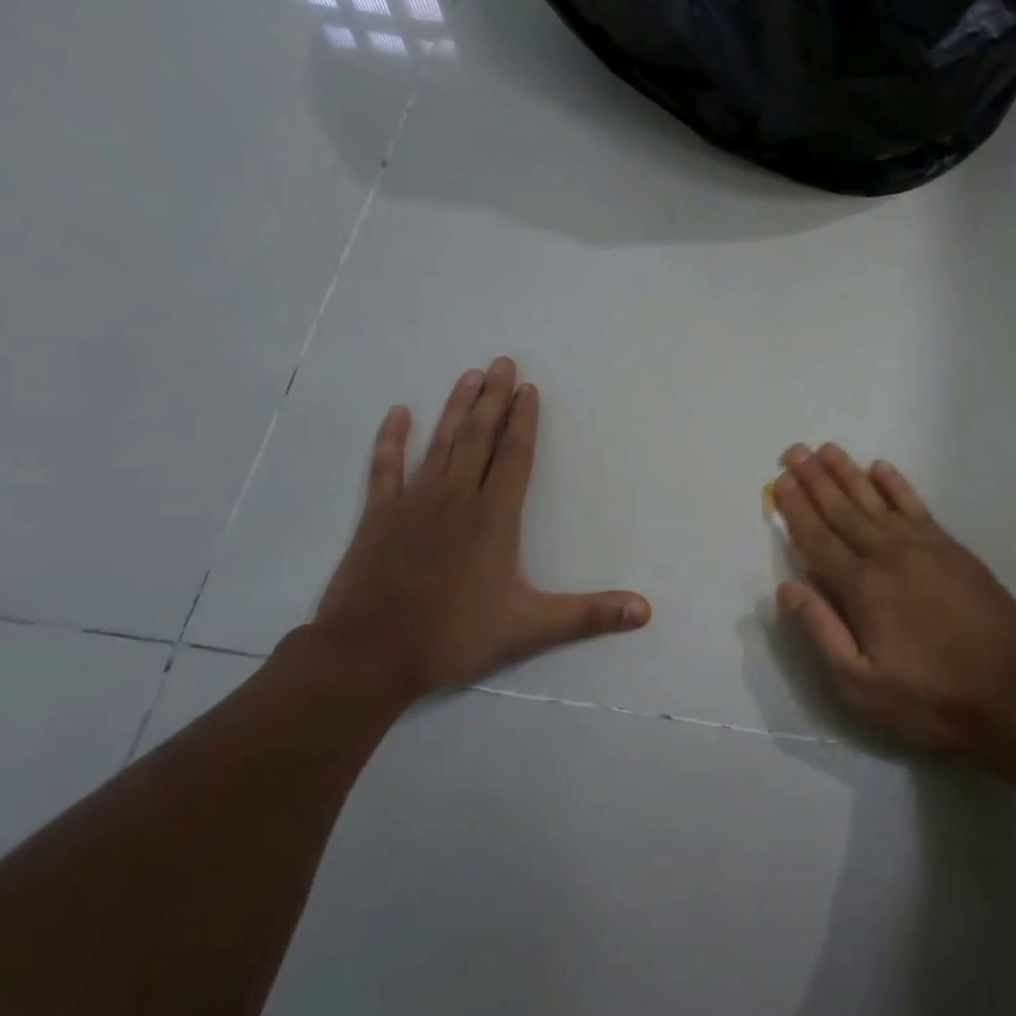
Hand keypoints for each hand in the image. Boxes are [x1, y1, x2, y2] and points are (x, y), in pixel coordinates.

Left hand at [314, 357, 650, 700]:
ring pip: (440, 443)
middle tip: (502, 361)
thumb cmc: (454, 635)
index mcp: (494, 517)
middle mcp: (456, 497)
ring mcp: (413, 502)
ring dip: (456, 408)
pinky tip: (399, 413)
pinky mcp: (378, 515)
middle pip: (479, 437)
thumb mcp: (531, 628)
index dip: (524, 420)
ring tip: (470, 376)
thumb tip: (646, 611)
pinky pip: (385, 466)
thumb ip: (590, 614)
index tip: (528, 387)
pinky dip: (392, 439)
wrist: (369, 654)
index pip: (514, 456)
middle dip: (494, 398)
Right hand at [772, 444, 1015, 752]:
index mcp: (862, 587)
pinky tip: (881, 468)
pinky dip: (896, 485)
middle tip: (794, 451)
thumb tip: (786, 588)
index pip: (817, 538)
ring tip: (827, 449)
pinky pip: (916, 505)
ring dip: (849, 472)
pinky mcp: (952, 548)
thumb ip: (821, 631)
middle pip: (842, 509)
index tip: (779, 480)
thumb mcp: (861, 684)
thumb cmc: (929, 696)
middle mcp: (888, 554)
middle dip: (815, 479)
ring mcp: (924, 546)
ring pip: (876, 499)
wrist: (1012, 691)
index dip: (795, 508)